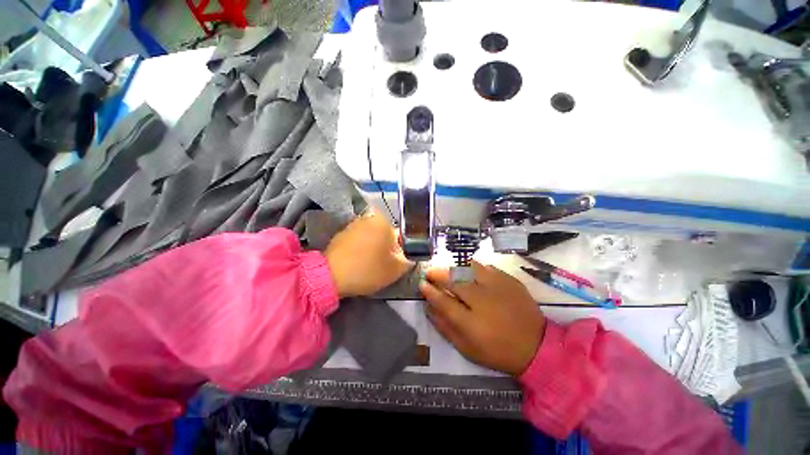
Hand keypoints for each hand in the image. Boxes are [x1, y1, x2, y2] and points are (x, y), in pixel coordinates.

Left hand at [325, 210, 411, 296]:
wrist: (331, 276)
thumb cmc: (368, 269)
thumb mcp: (397, 269)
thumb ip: (410, 259)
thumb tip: (410, 255)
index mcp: (383, 221)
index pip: (401, 235)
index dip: (401, 251)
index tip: (395, 263)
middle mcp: (368, 218)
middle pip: (386, 235)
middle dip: (387, 249)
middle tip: (383, 265)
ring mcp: (353, 225)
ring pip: (372, 238)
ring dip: (374, 249)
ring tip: (369, 265)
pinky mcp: (342, 234)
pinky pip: (359, 240)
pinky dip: (361, 249)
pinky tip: (357, 262)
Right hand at [420, 262, 545, 375]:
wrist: (536, 346)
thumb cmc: (498, 351)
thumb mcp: (467, 348)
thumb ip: (445, 327)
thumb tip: (428, 308)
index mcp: (471, 322)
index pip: (443, 301)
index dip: (429, 291)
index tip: (421, 284)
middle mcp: (482, 301)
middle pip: (454, 280)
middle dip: (438, 274)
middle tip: (430, 272)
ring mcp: (497, 287)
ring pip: (468, 268)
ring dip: (454, 267)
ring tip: (447, 269)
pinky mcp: (509, 280)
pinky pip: (485, 267)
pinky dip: (472, 267)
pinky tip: (468, 271)